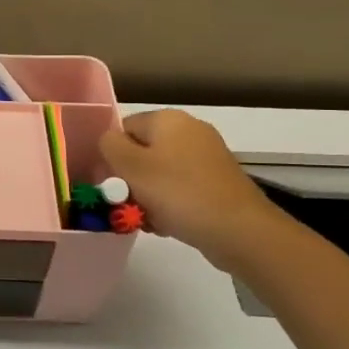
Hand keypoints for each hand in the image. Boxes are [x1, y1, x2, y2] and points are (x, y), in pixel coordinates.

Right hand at [99, 110, 286, 272]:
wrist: (239, 230)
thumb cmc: (178, 193)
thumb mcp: (131, 166)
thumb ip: (109, 146)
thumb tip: (108, 141)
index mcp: (168, 119)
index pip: (123, 128)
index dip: (111, 155)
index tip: (109, 183)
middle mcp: (190, 130)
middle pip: (142, 152)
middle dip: (130, 179)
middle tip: (126, 204)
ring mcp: (207, 156)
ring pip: (160, 173)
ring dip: (147, 196)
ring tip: (147, 219)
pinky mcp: (217, 182)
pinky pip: (181, 188)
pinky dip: (170, 204)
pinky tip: (168, 223)